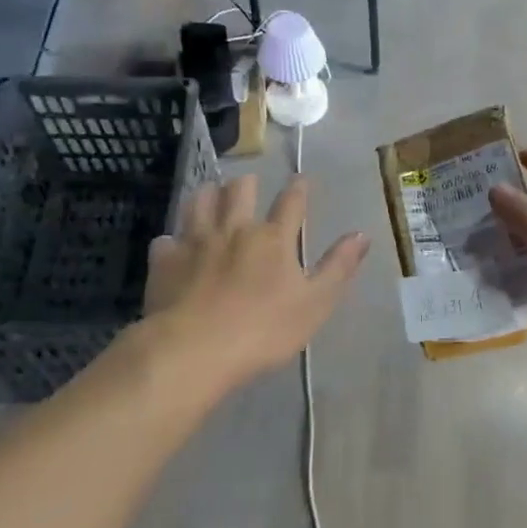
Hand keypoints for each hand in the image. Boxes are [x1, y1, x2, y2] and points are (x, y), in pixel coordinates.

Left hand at [138, 174, 368, 387]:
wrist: (195, 349)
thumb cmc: (264, 330)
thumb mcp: (315, 303)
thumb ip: (338, 267)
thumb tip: (362, 234)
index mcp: (273, 239)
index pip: (291, 202)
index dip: (298, 187)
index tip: (301, 178)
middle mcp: (234, 229)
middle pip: (239, 190)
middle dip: (246, 183)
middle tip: (248, 184)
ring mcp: (195, 242)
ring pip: (199, 202)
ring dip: (207, 195)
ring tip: (211, 196)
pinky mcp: (164, 261)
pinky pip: (166, 239)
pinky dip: (173, 239)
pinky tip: (174, 246)